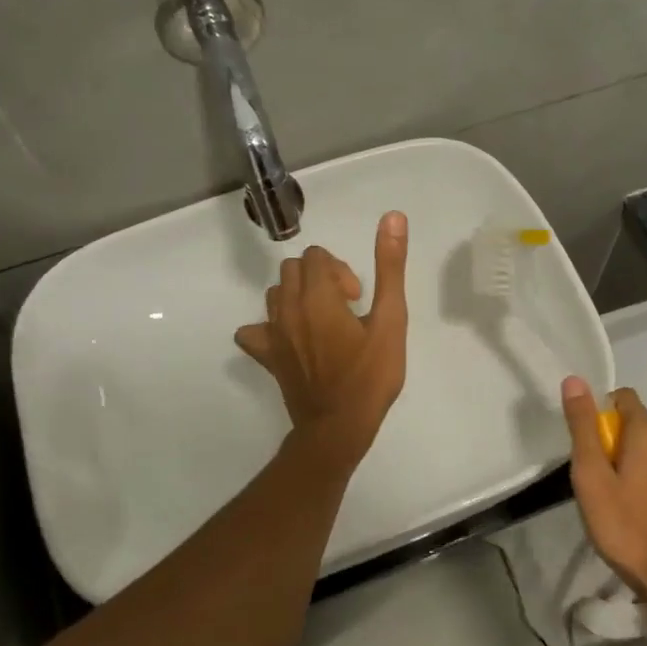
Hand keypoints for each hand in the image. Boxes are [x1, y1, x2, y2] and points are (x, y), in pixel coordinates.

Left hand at [234, 212, 408, 470]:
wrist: (338, 427)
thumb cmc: (370, 376)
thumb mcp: (392, 320)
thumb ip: (390, 267)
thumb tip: (393, 217)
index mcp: (317, 296)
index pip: (316, 256)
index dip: (341, 271)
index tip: (358, 298)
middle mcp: (287, 308)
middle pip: (294, 269)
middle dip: (320, 278)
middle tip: (345, 308)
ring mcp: (272, 333)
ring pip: (276, 294)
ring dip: (298, 297)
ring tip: (323, 323)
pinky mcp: (266, 356)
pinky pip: (253, 330)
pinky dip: (269, 327)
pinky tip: (290, 341)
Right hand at [561, 379, 646, 614]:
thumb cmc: (626, 523)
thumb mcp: (592, 474)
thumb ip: (583, 426)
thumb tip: (575, 380)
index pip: (621, 397)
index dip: (597, 413)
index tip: (584, 444)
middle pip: (629, 423)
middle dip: (605, 441)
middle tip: (590, 477)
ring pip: (639, 448)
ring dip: (618, 462)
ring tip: (604, 496)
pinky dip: (634, 477)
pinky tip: (624, 509)